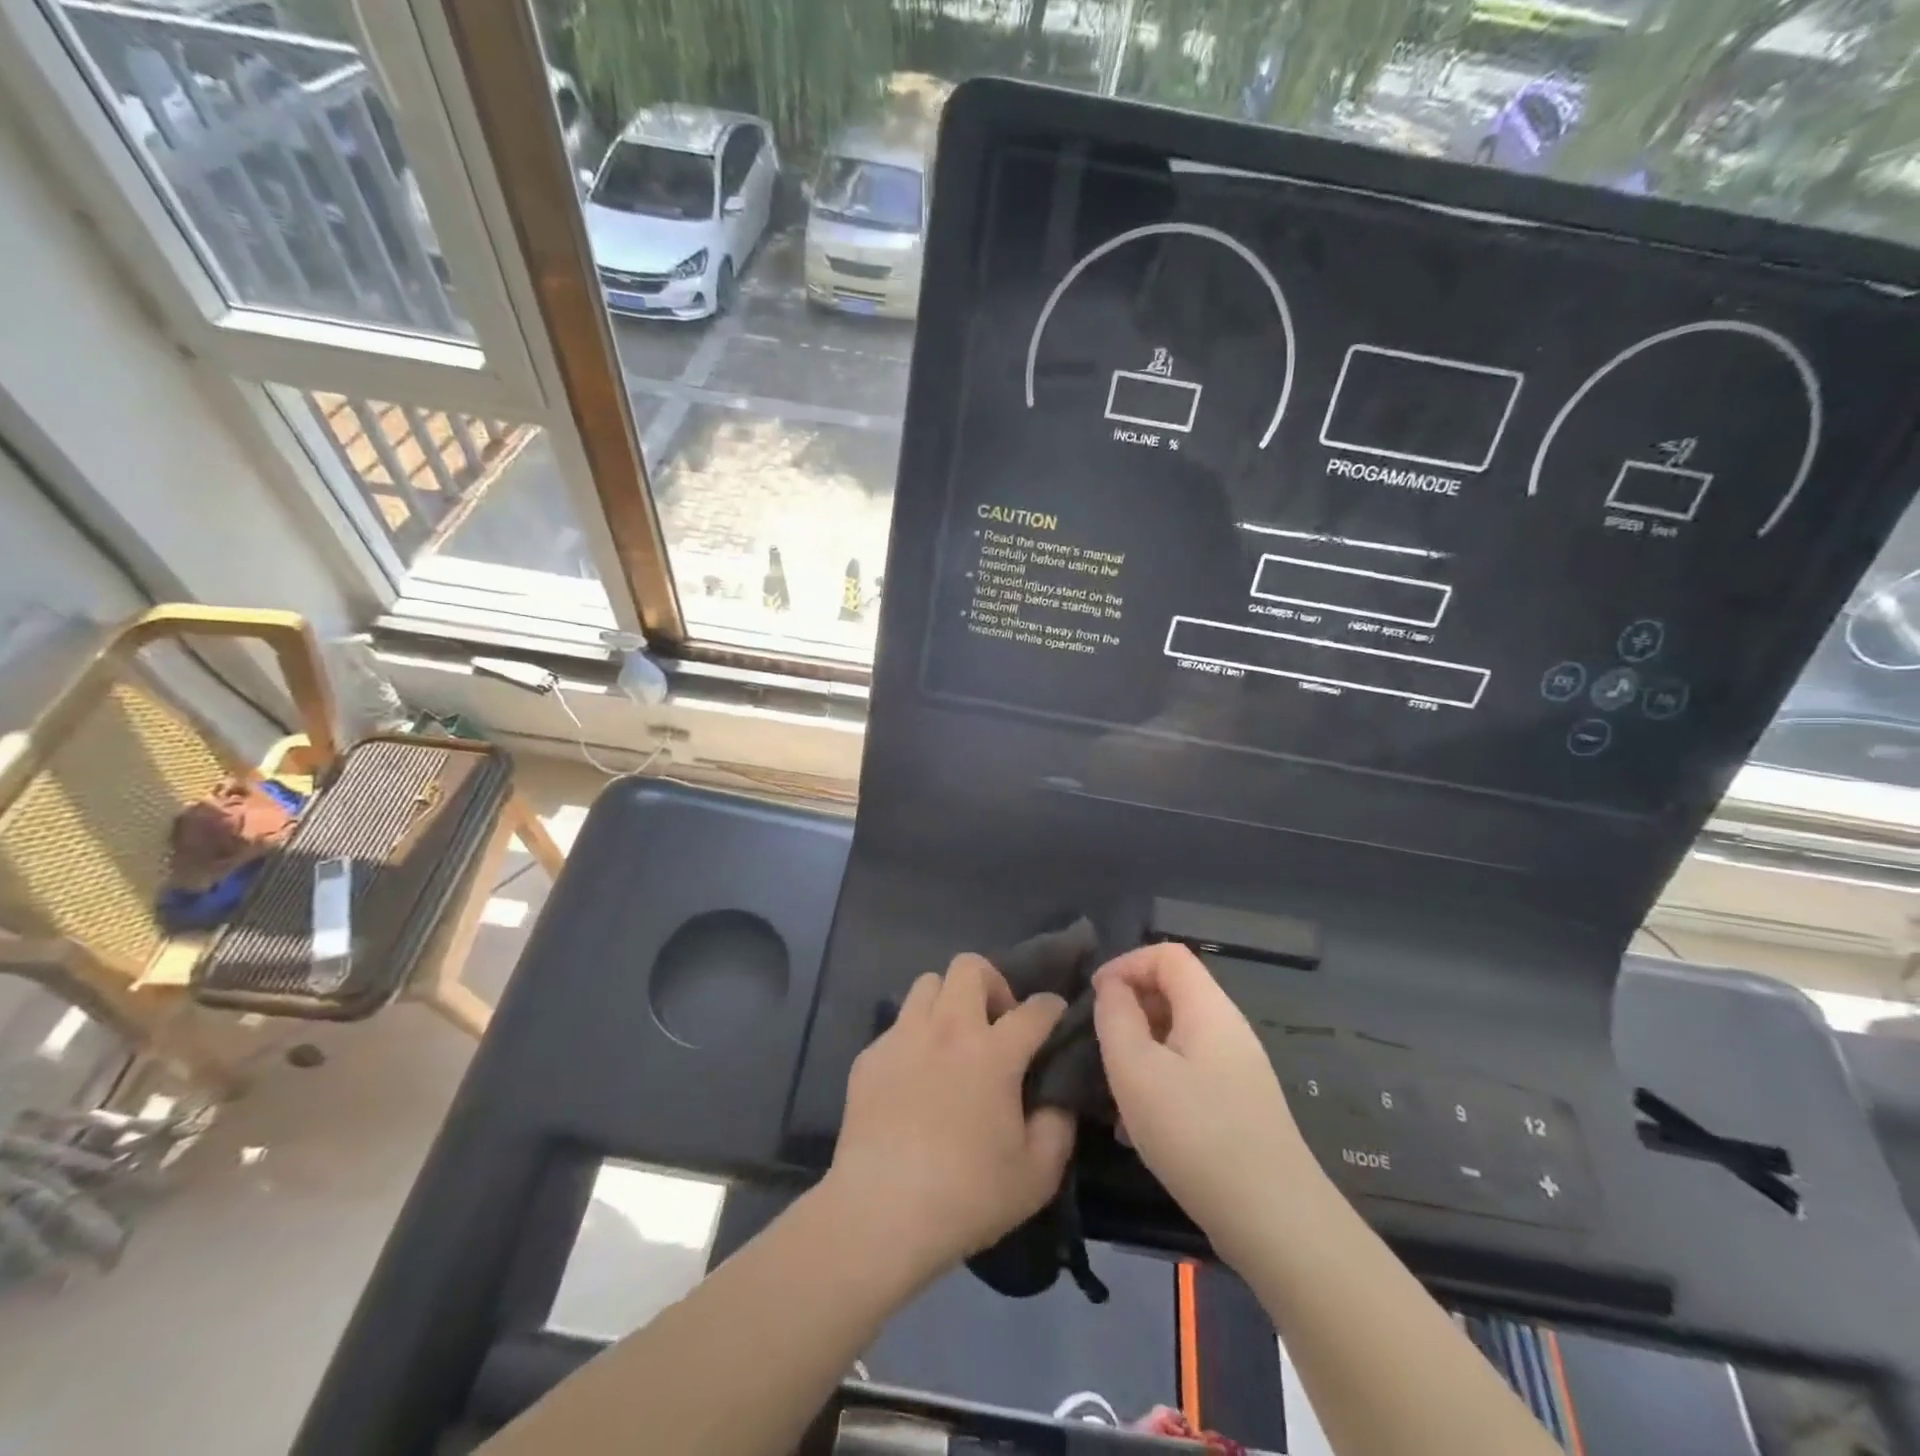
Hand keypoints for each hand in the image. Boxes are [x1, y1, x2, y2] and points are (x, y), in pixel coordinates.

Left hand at [828, 955, 1074, 1286]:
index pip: (1035, 1008)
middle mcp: (948, 1029)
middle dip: (992, 983)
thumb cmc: (966, 1195)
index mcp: (993, 1052)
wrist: (880, 1213)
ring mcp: (903, 1037)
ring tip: (953, 1041)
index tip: (1055, 1018)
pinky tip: (915, 1078)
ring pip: (928, 983)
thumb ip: (1058, 1125)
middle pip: (970, 966)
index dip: (1052, 1008)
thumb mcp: (1037, 1174)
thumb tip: (1056, 1097)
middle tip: (996, 1025)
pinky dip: (915, 1038)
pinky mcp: (870, 1056)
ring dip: (948, 1002)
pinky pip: (898, 1025)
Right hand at [1092, 944, 1314, 1265]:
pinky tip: (1138, 1127)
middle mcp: (1228, 1029)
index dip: (1125, 964)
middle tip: (1099, 1046)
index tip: (1095, 999)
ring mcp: (1238, 1070)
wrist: (1276, 1223)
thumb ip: (1115, 1017)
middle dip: (1129, 1009)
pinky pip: (1189, 1073)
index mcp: (1208, 1009)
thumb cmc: (1197, 1134)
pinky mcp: (1239, 1107)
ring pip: (1177, 1037)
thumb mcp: (1136, 1069)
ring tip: (1112, 1091)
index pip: (1166, 954)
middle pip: (1173, 992)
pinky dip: (1158, 1083)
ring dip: (1139, 1051)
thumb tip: (1111, 988)